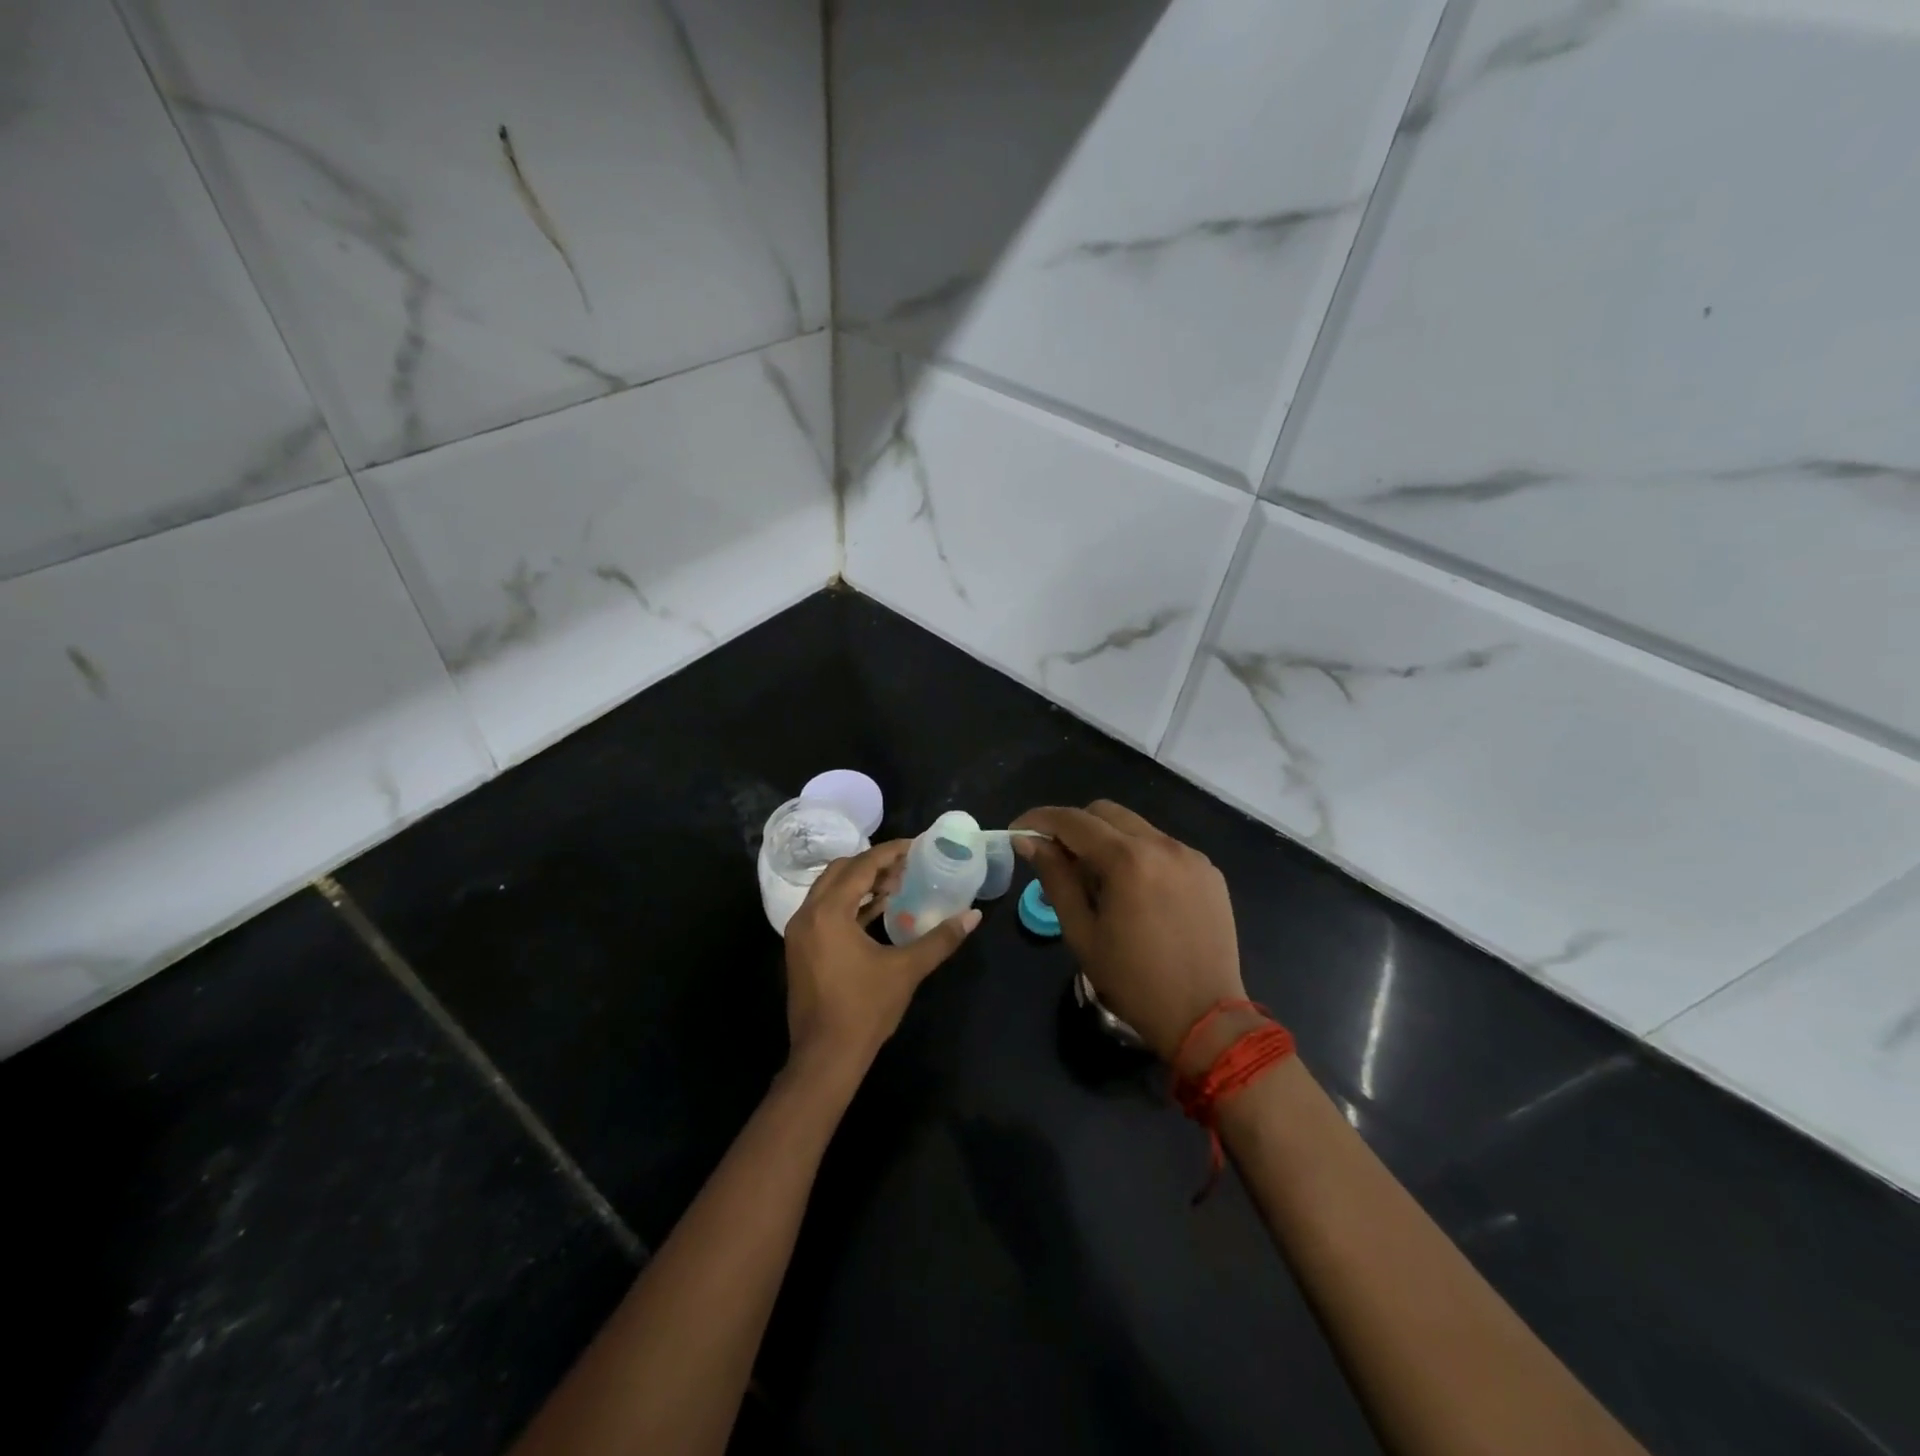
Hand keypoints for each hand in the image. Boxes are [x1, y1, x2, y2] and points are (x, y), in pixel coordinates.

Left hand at [782, 840, 979, 1086]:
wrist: (825, 1058)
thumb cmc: (864, 1010)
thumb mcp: (907, 970)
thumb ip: (940, 939)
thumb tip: (973, 916)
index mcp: (828, 913)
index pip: (861, 867)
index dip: (890, 853)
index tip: (916, 846)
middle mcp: (807, 915)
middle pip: (841, 871)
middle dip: (873, 864)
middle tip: (907, 866)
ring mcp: (800, 933)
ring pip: (829, 890)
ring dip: (860, 883)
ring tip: (896, 886)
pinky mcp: (801, 949)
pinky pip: (824, 911)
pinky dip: (849, 904)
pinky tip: (877, 911)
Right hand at [1011, 801, 1246, 1063]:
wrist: (1205, 1019)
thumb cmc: (1132, 981)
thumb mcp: (1082, 932)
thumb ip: (1055, 878)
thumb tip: (1027, 840)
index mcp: (1128, 860)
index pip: (1073, 820)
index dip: (1039, 819)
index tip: (1018, 830)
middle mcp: (1163, 844)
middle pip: (1105, 812)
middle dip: (1074, 827)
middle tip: (1058, 860)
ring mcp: (1190, 855)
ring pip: (1136, 827)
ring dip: (1108, 841)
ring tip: (1099, 883)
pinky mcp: (1209, 870)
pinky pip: (1163, 847)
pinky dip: (1139, 856)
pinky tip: (1137, 893)